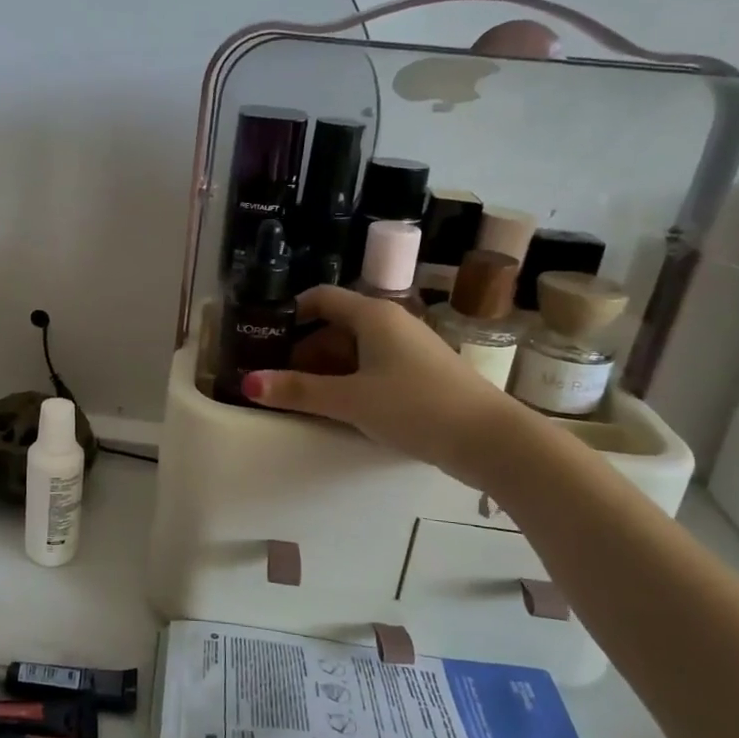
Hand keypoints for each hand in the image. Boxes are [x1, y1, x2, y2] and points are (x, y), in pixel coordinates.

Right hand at [244, 286, 528, 486]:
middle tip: (274, 377)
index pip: (321, 298)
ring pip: (355, 350)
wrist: (491, 439)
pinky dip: (350, 381)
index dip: (290, 314)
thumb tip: (248, 383)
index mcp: (373, 315)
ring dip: (326, 369)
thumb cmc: (415, 407)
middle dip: (303, 350)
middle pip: (335, 326)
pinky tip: (339, 408)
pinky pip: (374, 367)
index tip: (263, 339)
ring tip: (299, 396)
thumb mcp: (350, 400)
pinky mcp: (421, 374)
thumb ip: (298, 391)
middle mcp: (392, 323)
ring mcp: (409, 349)